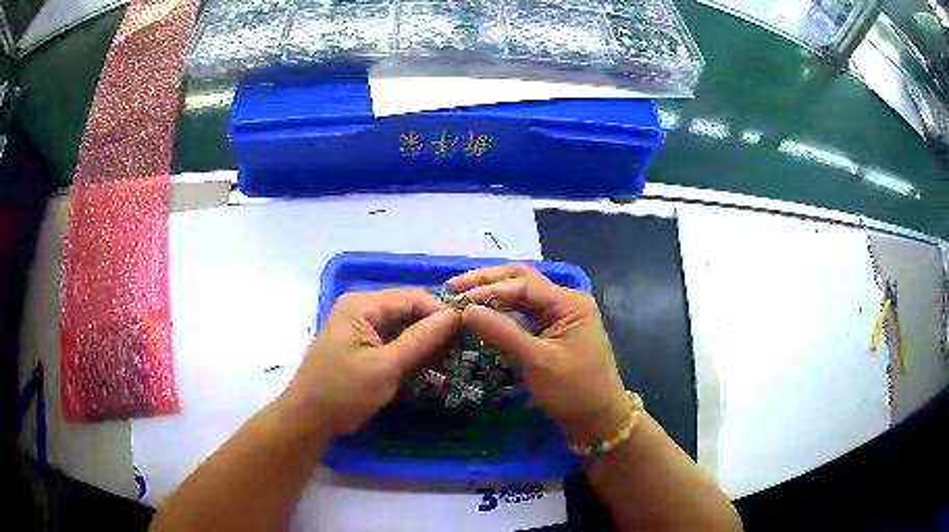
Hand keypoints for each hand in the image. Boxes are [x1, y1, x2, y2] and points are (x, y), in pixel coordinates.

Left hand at [279, 289, 461, 436]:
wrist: (308, 419)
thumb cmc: (344, 392)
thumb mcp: (386, 367)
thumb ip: (422, 339)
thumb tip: (455, 315)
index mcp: (362, 305)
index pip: (412, 297)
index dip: (441, 312)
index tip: (469, 332)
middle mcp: (359, 308)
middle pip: (407, 309)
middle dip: (433, 328)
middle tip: (461, 349)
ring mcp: (358, 326)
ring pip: (401, 325)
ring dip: (423, 341)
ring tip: (449, 358)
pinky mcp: (359, 343)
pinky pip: (391, 339)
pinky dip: (409, 350)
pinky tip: (427, 364)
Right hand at [446, 264, 629, 446]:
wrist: (599, 421)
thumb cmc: (573, 392)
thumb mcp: (537, 362)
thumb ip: (501, 333)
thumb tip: (465, 309)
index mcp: (569, 303)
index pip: (522, 283)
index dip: (486, 288)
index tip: (455, 299)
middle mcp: (566, 302)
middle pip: (521, 281)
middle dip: (487, 282)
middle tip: (452, 288)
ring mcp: (561, 317)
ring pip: (521, 297)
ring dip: (492, 295)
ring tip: (461, 298)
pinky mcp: (554, 332)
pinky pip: (524, 315)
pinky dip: (502, 313)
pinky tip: (482, 315)